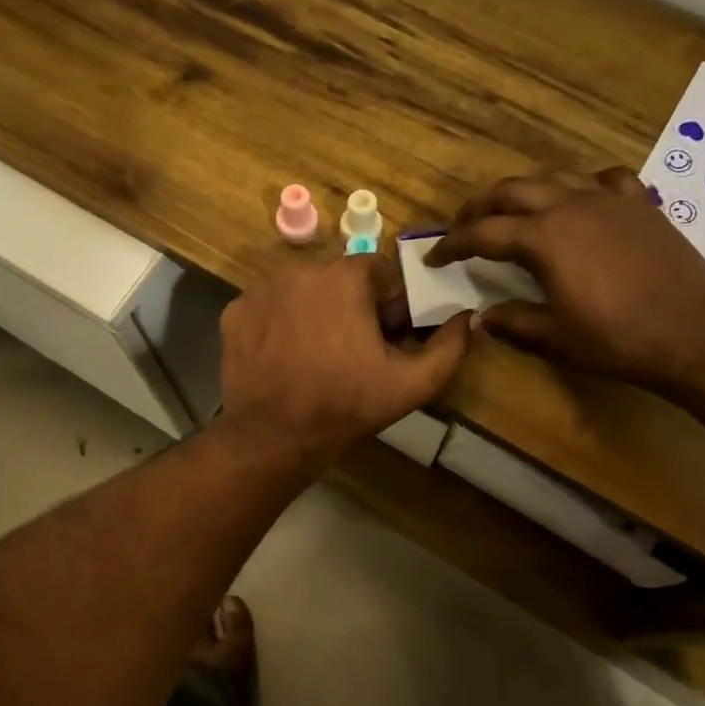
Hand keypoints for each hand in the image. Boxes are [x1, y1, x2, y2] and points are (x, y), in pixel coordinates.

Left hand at [220, 254, 471, 470]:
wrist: (274, 436)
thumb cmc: (347, 405)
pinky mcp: (234, 312)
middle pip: (338, 278)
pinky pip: (268, 307)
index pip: (379, 272)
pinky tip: (285, 358)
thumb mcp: (411, 383)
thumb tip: (470, 317)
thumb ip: (450, 347)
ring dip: (315, 313)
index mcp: (345, 276)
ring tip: (316, 356)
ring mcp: (261, 289)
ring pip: (302, 290)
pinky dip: (279, 325)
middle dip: (351, 307)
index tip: (383, 339)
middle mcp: (300, 269)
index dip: (387, 305)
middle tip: (351, 352)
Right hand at [426, 168, 704, 389]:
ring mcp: (609, 199)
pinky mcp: (640, 204)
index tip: (434, 256)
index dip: (453, 244)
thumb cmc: (616, 339)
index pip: (483, 233)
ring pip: (554, 177)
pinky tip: (581, 201)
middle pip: (512, 191)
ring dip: (524, 190)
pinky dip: (582, 185)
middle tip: (464, 226)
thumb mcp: (554, 336)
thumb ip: (512, 321)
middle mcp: (570, 205)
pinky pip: (604, 179)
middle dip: (480, 207)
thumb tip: (479, 318)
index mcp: (543, 238)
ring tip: (512, 209)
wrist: (694, 333)